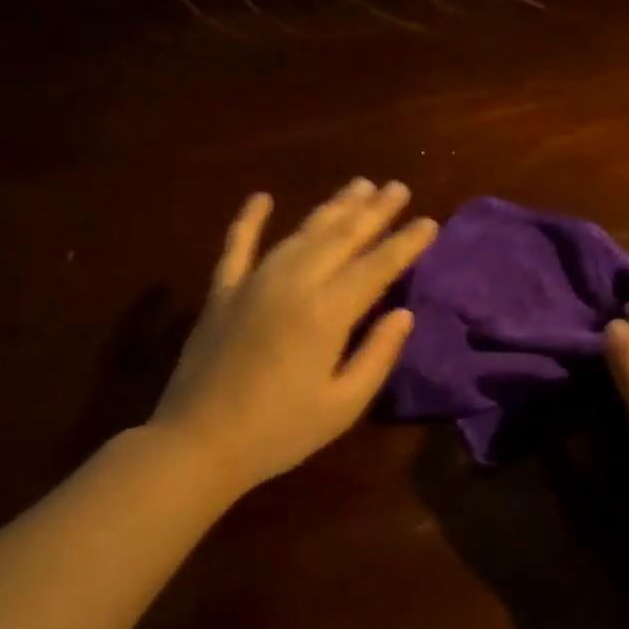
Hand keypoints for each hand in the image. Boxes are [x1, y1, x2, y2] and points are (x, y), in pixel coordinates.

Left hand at [149, 179, 436, 496]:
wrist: (198, 443)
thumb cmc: (280, 432)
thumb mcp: (343, 405)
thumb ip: (377, 355)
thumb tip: (403, 315)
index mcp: (327, 313)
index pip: (377, 266)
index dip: (405, 243)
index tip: (429, 222)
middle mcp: (292, 283)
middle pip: (341, 237)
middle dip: (374, 211)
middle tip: (398, 187)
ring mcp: (252, 283)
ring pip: (300, 233)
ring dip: (331, 207)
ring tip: (358, 185)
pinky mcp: (221, 292)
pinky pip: (236, 246)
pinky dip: (248, 220)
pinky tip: (261, 197)